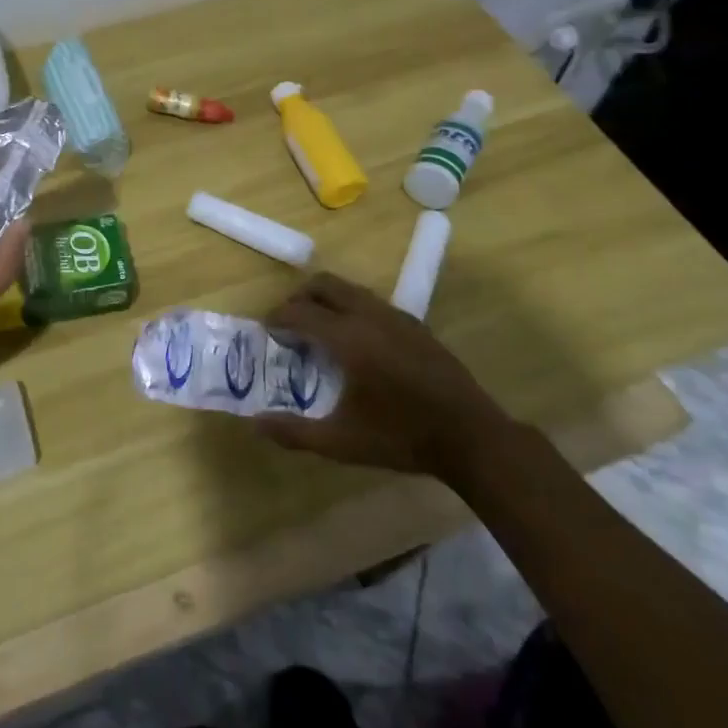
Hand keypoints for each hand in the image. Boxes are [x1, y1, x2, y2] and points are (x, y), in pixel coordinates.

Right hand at [256, 272, 515, 483]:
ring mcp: (395, 316)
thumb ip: (295, 432)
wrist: (472, 437)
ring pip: (349, 289)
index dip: (277, 318)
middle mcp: (369, 316)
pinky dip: (351, 308)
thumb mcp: (342, 443)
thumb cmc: (402, 438)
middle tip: (288, 323)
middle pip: (323, 284)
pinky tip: (356, 341)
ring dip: (326, 300)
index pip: (300, 312)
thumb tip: (255, 424)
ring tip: (318, 329)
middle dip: (300, 297)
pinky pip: (371, 302)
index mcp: (348, 338)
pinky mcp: (415, 324)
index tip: (267, 331)